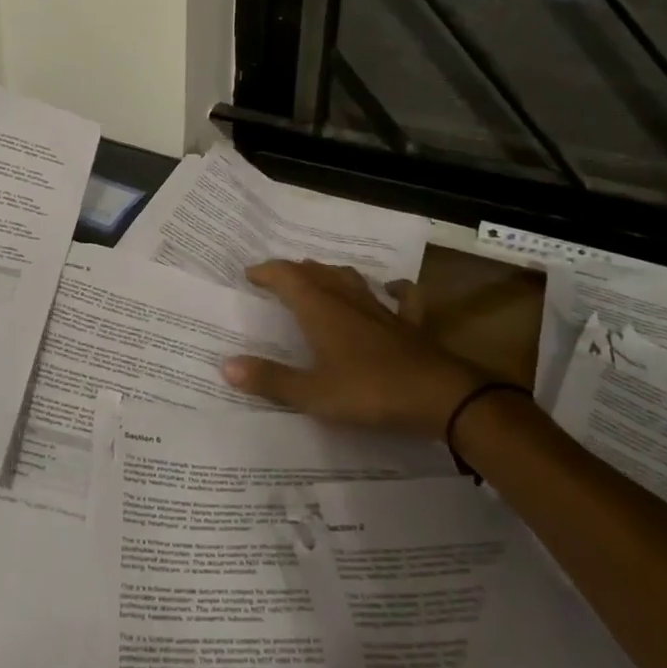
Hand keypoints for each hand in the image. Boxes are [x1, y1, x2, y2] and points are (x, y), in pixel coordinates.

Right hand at [222, 260, 496, 440]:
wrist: (440, 396)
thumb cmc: (370, 392)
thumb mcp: (314, 394)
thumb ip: (271, 380)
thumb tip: (226, 365)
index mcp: (320, 309)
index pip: (286, 277)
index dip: (266, 272)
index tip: (249, 274)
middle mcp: (347, 299)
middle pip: (316, 272)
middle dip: (294, 271)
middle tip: (277, 278)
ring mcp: (381, 309)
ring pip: (351, 279)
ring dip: (331, 274)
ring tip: (318, 275)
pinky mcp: (408, 324)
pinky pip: (400, 297)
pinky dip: (393, 290)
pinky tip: (391, 289)